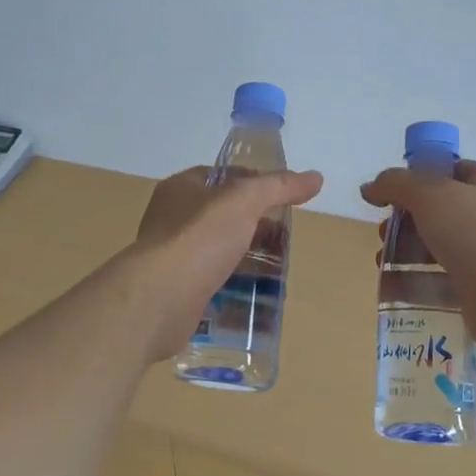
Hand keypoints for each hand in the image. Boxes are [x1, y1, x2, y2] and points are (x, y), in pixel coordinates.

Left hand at [129, 165, 324, 359]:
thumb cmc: (199, 238)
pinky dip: (234, 286)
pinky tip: (257, 296)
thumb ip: (279, 186)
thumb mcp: (245, 201)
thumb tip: (315, 177)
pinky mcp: (178, 290)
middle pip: (222, 215)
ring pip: (219, 250)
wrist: (160, 299)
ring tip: (279, 269)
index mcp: (180, 189)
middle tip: (285, 238)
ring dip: (247, 257)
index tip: (281, 198)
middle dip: (255, 225)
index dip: (252, 182)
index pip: (221, 176)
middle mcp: (172, 219)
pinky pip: (213, 282)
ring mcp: (173, 257)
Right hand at [360, 160, 475, 357]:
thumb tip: (369, 187)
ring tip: (382, 261)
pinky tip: (390, 287)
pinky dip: (414, 282)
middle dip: (404, 221)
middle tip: (385, 233)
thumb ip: (395, 184)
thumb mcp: (430, 193)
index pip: (446, 171)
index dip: (414, 180)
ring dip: (404, 252)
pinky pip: (439, 280)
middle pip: (436, 211)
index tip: (386, 197)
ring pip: (436, 246)